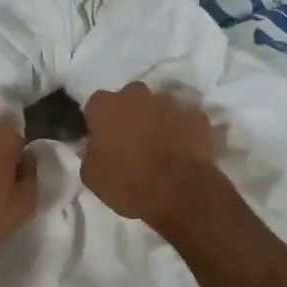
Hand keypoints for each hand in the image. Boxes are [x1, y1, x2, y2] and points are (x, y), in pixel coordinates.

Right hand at [81, 82, 220, 233]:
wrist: (179, 191)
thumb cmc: (128, 183)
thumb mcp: (92, 176)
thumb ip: (90, 153)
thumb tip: (95, 147)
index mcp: (106, 106)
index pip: (96, 104)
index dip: (99, 121)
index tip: (102, 138)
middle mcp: (137, 95)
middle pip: (129, 97)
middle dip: (129, 113)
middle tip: (131, 140)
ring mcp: (170, 102)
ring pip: (158, 105)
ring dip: (156, 120)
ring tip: (160, 147)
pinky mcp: (196, 115)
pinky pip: (185, 118)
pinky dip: (182, 129)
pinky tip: (182, 149)